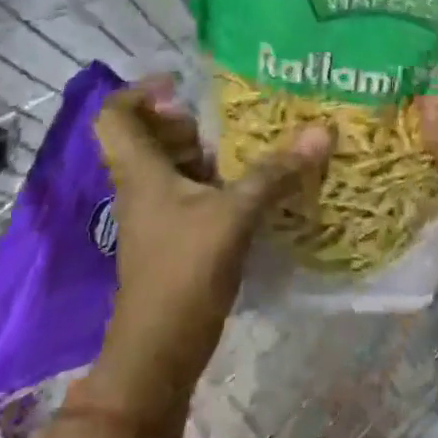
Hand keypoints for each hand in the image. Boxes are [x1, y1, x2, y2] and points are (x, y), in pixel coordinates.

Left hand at [87, 81, 329, 416]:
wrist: (158, 354)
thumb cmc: (183, 273)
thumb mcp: (234, 215)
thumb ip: (276, 172)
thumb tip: (322, 130)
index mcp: (141, 172)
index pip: (115, 116)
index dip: (140, 91)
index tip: (183, 83)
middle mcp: (143, 187)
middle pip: (151, 137)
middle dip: (187, 119)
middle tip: (230, 112)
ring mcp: (159, 215)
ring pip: (175, 167)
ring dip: (209, 150)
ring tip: (253, 139)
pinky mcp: (177, 238)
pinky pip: (195, 193)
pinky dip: (220, 181)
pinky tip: (258, 182)